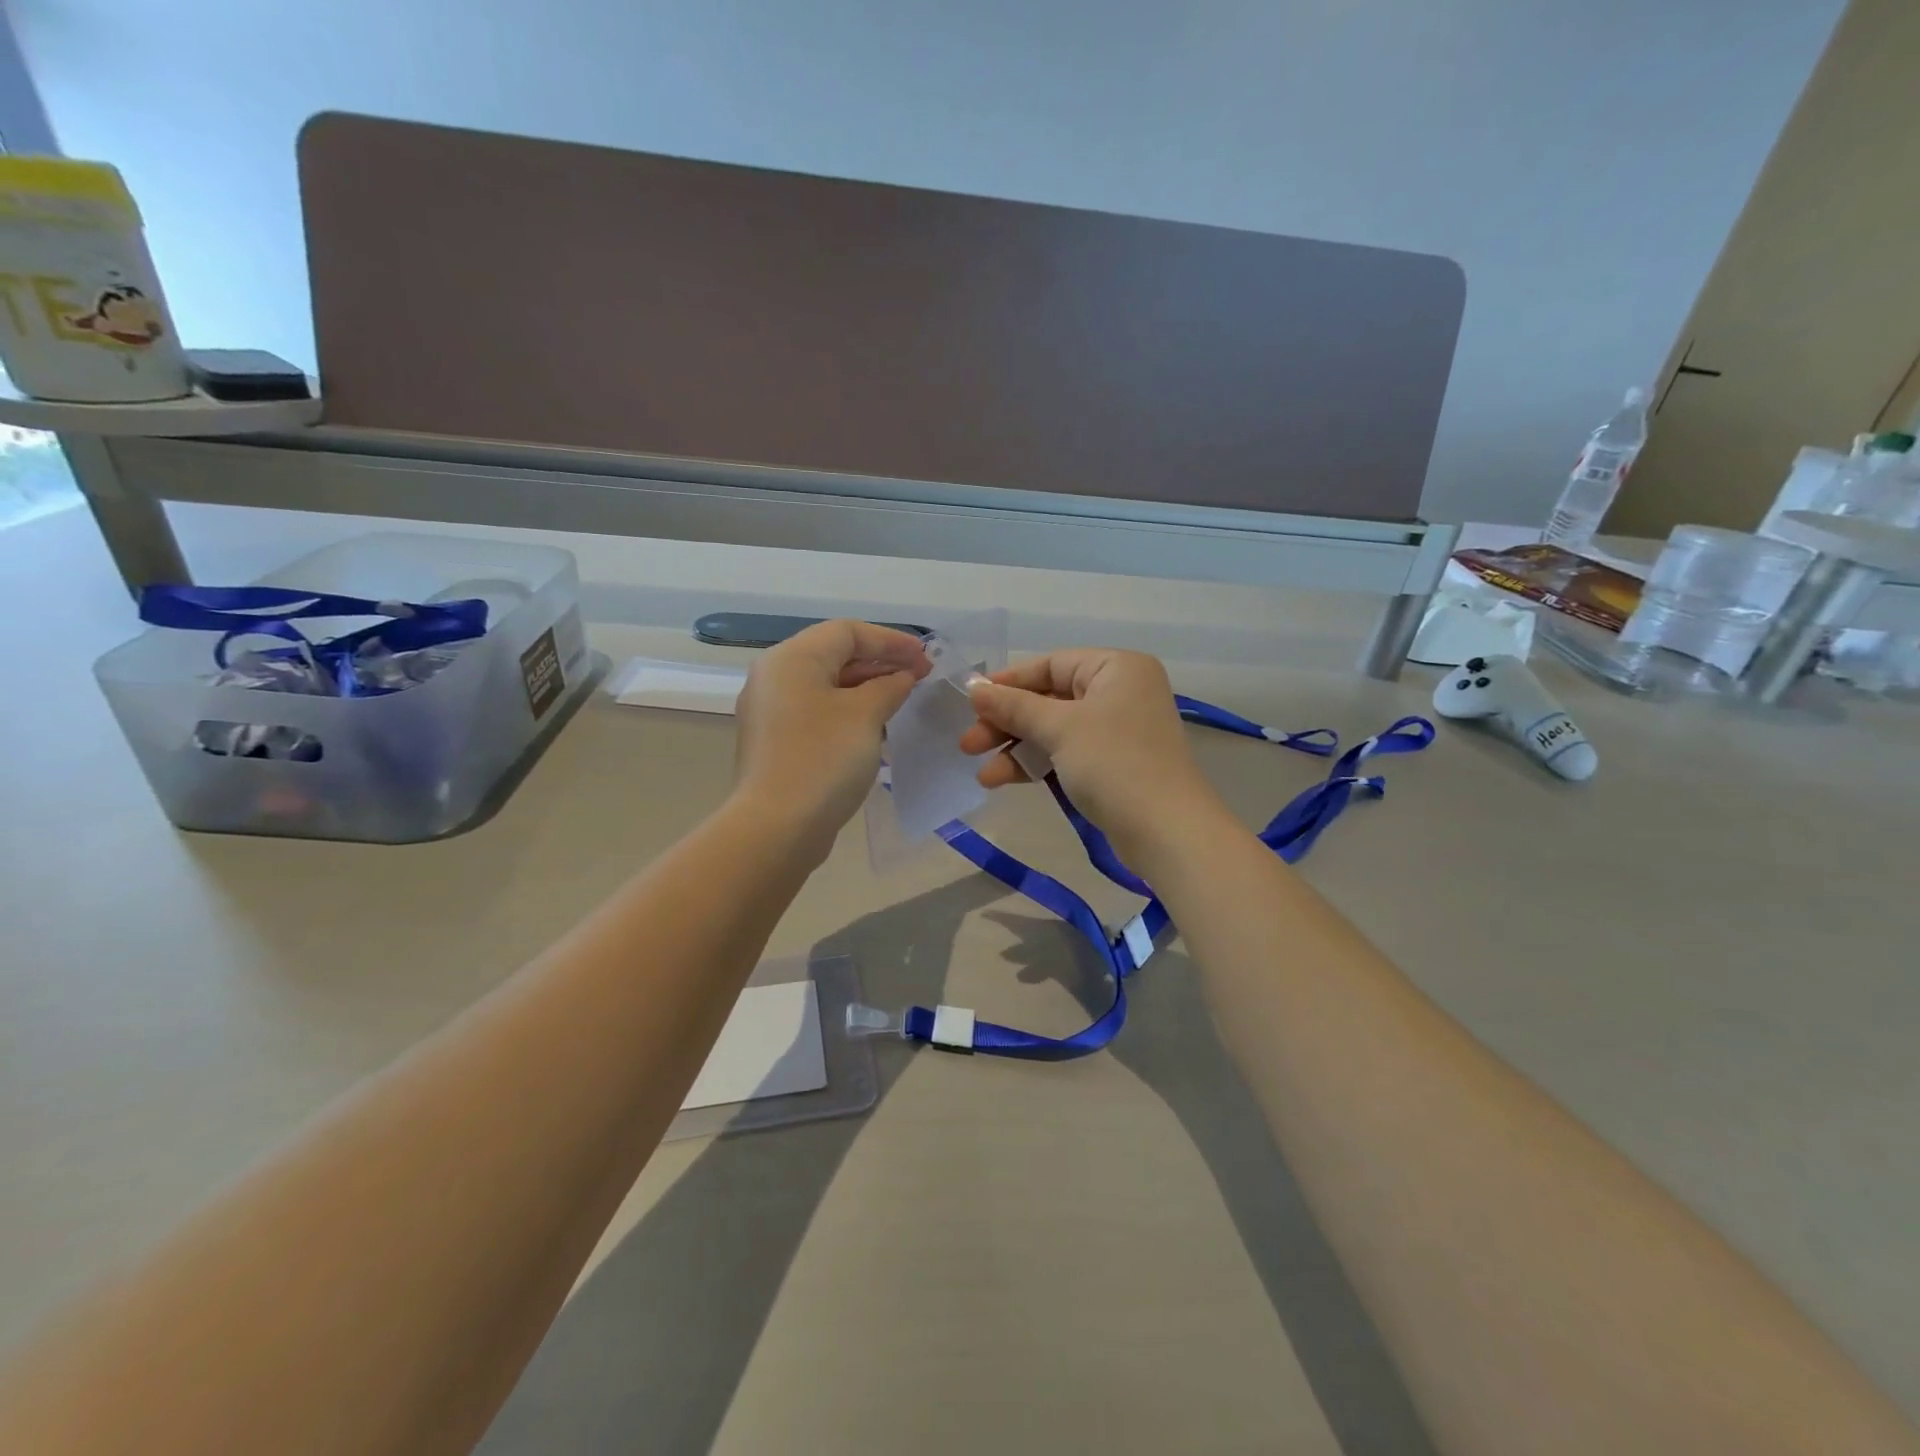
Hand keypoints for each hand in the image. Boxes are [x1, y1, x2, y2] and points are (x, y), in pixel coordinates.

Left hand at [732, 620, 929, 847]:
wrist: (777, 826)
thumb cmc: (824, 759)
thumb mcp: (866, 715)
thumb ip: (889, 686)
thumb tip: (901, 677)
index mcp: (792, 659)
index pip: (847, 632)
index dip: (891, 640)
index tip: (926, 657)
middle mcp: (775, 677)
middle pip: (834, 655)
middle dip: (880, 662)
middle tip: (920, 677)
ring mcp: (771, 711)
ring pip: (826, 685)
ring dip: (866, 688)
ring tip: (903, 699)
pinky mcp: (776, 742)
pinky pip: (817, 712)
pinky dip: (848, 711)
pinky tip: (876, 727)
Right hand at [959, 648, 1227, 859]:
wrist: (1165, 831)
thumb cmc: (1114, 763)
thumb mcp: (1059, 728)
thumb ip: (1014, 706)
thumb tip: (973, 688)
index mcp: (1116, 667)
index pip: (1051, 665)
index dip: (1008, 683)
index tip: (971, 701)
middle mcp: (1119, 692)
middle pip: (1049, 699)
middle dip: (1006, 723)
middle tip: (968, 744)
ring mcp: (1117, 730)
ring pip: (1053, 730)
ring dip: (1016, 749)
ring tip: (981, 774)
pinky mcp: (1112, 764)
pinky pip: (1065, 753)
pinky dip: (1036, 764)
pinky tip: (1003, 780)